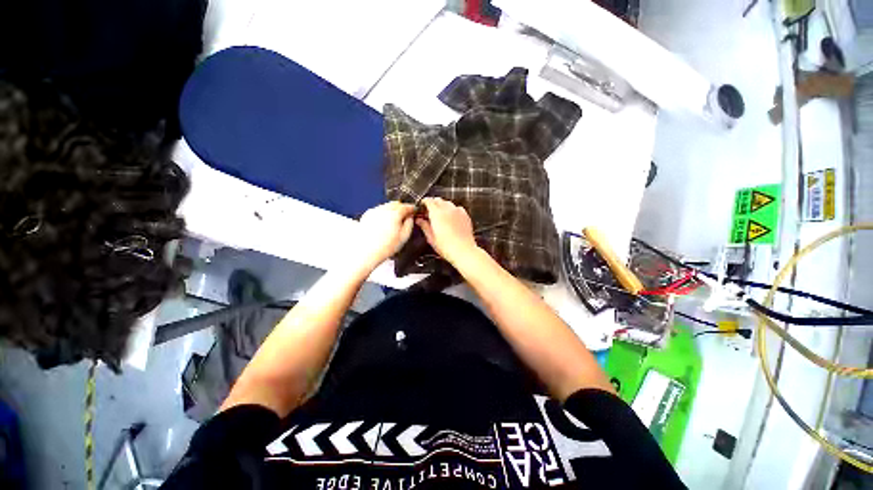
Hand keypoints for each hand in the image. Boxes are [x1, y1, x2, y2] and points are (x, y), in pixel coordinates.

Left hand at [355, 201, 415, 268]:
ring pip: (387, 206)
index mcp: (395, 213)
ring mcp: (374, 211)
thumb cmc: (384, 247)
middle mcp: (384, 209)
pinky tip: (384, 223)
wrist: (366, 251)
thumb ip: (410, 224)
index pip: (407, 206)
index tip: (414, 211)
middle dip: (402, 208)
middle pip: (396, 204)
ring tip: (395, 220)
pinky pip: (378, 210)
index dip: (412, 208)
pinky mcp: (367, 215)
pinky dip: (383, 213)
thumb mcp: (404, 237)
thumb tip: (410, 217)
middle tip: (406, 215)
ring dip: (392, 210)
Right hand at [416, 197, 478, 263]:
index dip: (424, 203)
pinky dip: (452, 210)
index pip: (428, 201)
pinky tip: (451, 218)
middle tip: (429, 213)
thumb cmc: (447, 247)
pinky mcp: (465, 215)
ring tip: (440, 216)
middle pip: (438, 200)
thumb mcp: (431, 238)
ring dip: (442, 206)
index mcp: (437, 213)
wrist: (464, 251)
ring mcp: (458, 211)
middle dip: (432, 204)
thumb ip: (424, 226)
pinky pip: (457, 208)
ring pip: (448, 203)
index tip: (421, 208)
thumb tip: (419, 220)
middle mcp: (448, 209)